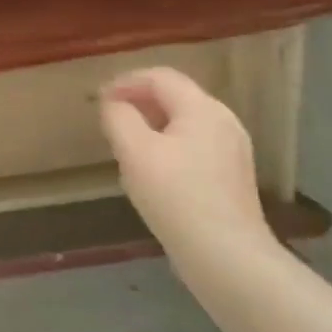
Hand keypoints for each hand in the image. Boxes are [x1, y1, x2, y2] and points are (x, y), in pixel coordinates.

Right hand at [99, 67, 271, 252]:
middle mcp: (224, 121)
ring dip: (152, 123)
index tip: (98, 100)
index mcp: (202, 109)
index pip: (160, 77)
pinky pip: (195, 144)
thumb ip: (119, 118)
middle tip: (109, 119)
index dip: (125, 81)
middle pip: (176, 96)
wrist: (225, 254)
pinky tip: (153, 170)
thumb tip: (113, 104)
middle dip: (139, 101)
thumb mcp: (134, 151)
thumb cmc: (175, 196)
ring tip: (125, 143)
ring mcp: (232, 149)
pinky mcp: (232, 175)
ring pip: (185, 122)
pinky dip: (168, 144)